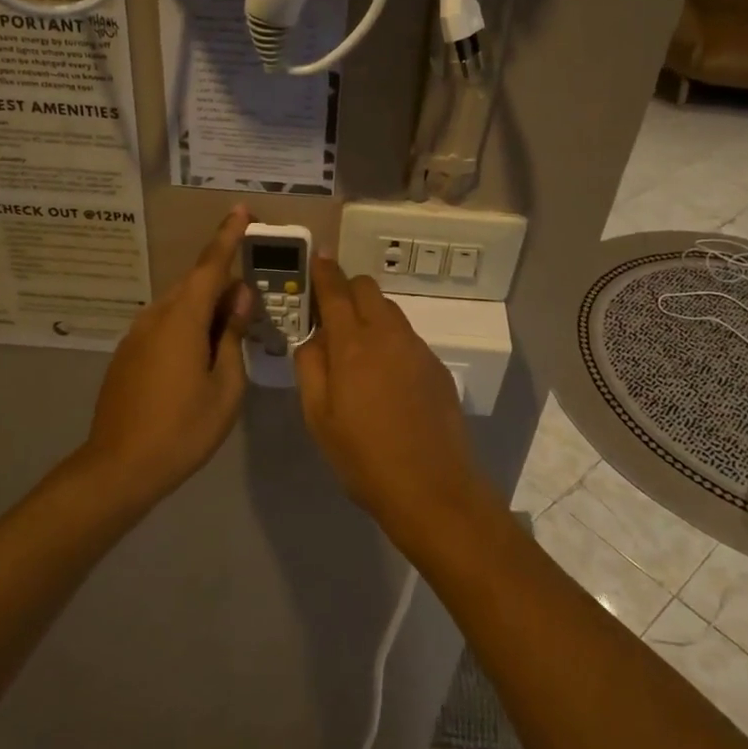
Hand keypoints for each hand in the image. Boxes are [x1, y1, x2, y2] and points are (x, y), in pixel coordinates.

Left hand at [80, 208, 254, 506]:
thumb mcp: (225, 386)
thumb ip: (232, 334)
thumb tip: (239, 295)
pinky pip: (164, 326)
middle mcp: (155, 317)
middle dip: (222, 284)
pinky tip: (200, 356)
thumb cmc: (182, 429)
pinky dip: (187, 327)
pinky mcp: (127, 355)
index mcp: (182, 319)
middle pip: (194, 286)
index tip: (242, 211)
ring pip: (178, 307)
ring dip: (205, 310)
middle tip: (251, 300)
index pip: (209, 266)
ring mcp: (136, 335)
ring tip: (230, 334)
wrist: (119, 467)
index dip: (227, 237)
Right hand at [295, 258, 496, 545]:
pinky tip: (386, 377)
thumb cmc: (363, 457)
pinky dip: (390, 340)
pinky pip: (407, 337)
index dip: (324, 271)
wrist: (431, 488)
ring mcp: (418, 349)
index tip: (316, 260)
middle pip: (367, 288)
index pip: (335, 290)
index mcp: (352, 345)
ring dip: (370, 315)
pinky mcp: (437, 366)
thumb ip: (310, 367)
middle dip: (347, 290)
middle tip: (331, 316)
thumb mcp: (318, 417)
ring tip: (357, 350)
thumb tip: (313, 338)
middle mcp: (388, 335)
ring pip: (390, 311)